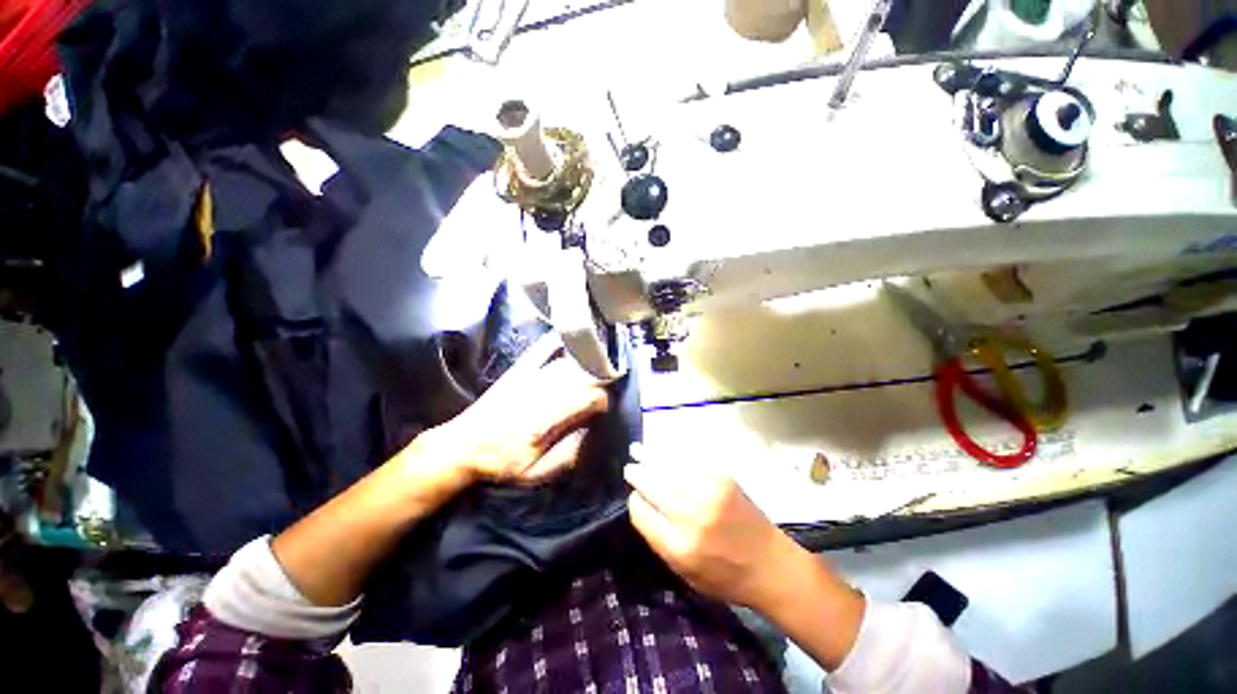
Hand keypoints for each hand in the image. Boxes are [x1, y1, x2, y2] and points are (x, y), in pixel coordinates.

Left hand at [416, 333, 610, 487]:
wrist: (462, 447)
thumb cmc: (500, 462)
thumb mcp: (535, 472)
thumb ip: (567, 455)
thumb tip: (590, 433)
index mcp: (545, 420)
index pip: (587, 398)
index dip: (602, 401)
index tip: (603, 409)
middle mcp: (540, 393)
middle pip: (581, 376)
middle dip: (598, 380)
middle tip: (604, 389)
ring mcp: (527, 378)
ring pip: (566, 364)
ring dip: (584, 365)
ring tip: (594, 370)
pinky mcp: (517, 371)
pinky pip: (540, 351)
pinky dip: (555, 343)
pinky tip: (567, 341)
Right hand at [624, 457, 803, 611]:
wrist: (772, 565)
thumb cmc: (727, 577)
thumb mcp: (686, 574)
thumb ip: (660, 541)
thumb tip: (642, 505)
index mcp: (679, 547)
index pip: (642, 514)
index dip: (634, 501)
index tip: (634, 496)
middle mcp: (692, 516)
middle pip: (653, 485)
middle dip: (637, 474)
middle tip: (630, 468)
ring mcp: (708, 492)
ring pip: (669, 467)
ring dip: (650, 456)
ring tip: (637, 449)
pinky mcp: (722, 478)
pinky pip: (689, 459)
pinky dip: (673, 452)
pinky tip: (664, 449)